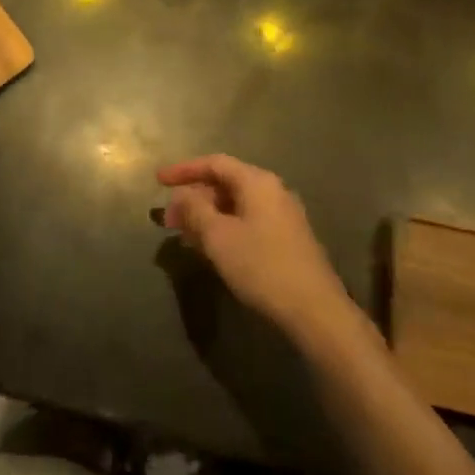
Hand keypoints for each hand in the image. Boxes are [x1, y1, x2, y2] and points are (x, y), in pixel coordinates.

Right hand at [158, 155, 357, 345]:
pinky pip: (248, 221)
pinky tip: (211, 248)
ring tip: (184, 235)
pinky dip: (225, 227)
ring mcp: (283, 215)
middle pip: (226, 183)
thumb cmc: (262, 266)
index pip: (214, 163)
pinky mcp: (288, 239)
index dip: (184, 169)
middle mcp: (273, 191)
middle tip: (168, 218)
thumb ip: (195, 210)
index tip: (158, 180)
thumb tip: (181, 195)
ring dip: (207, 215)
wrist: (315, 311)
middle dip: (193, 198)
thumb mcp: (219, 237)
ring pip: (236, 205)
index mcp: (257, 181)